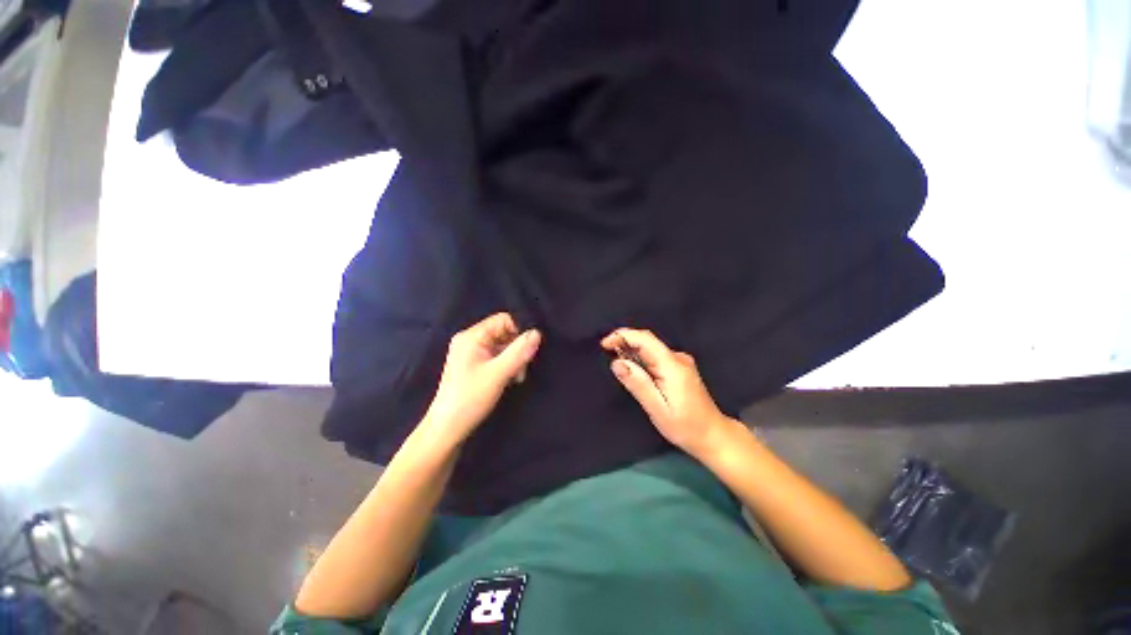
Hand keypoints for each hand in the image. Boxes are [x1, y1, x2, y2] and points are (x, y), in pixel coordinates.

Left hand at [423, 313, 540, 444]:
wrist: (448, 428)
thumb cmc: (470, 398)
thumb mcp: (498, 374)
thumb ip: (518, 352)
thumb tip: (537, 333)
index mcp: (471, 336)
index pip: (503, 320)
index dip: (519, 332)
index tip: (527, 351)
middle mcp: (470, 340)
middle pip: (504, 332)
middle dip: (517, 348)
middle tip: (521, 369)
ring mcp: (471, 353)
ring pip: (503, 346)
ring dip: (513, 359)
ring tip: (516, 377)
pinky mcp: (474, 365)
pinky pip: (497, 357)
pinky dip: (506, 365)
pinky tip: (510, 379)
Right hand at [602, 328, 731, 457]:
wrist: (713, 435)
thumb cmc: (685, 426)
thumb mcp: (657, 408)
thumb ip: (637, 383)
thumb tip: (617, 363)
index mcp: (673, 366)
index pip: (645, 339)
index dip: (623, 336)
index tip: (604, 343)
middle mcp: (678, 358)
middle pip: (647, 340)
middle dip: (624, 341)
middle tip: (606, 352)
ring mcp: (680, 362)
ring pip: (651, 347)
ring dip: (631, 349)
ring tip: (616, 361)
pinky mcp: (680, 367)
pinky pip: (655, 355)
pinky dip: (640, 357)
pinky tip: (633, 368)